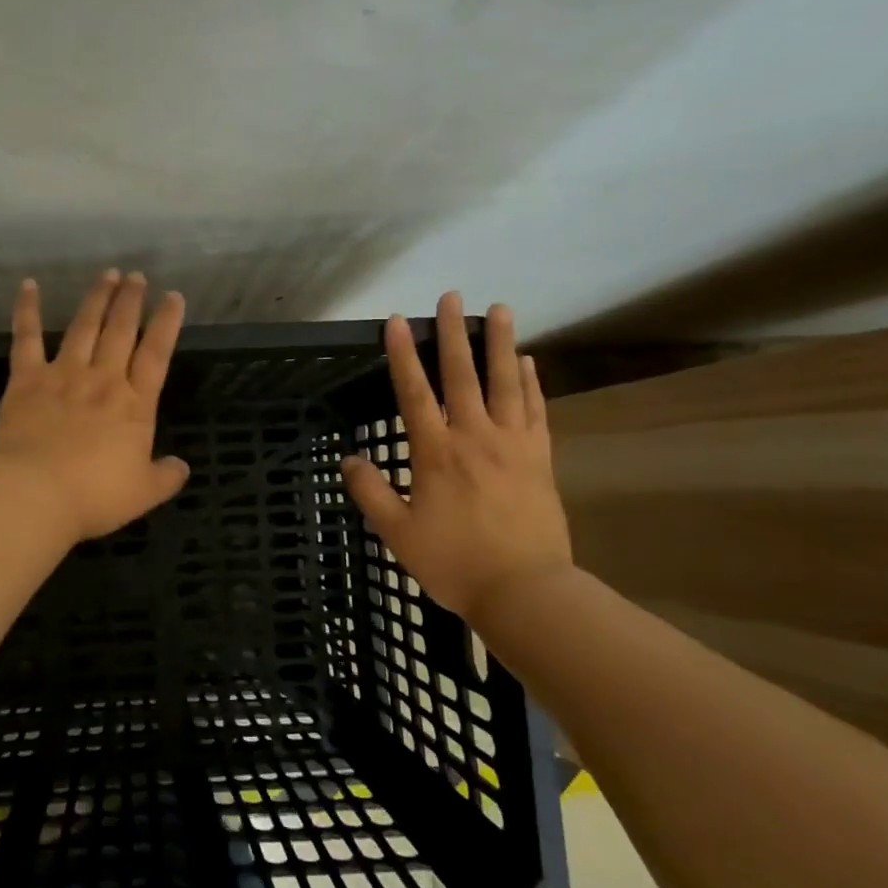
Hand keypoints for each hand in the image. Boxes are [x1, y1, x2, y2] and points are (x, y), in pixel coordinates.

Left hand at [0, 269, 190, 542]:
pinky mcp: (27, 380)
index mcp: (135, 405)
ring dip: (96, 299)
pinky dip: (26, 310)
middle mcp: (103, 380)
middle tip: (136, 276)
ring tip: (107, 275)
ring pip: (84, 327)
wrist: (36, 493)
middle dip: (131, 301)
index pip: (156, 354)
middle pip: (121, 331)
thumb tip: (181, 466)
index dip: (166, 323)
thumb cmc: (95, 496)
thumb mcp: (144, 493)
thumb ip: (166, 476)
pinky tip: (28, 285)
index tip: (173, 297)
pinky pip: (26, 338)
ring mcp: (63, 375)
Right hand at [341, 294, 572, 628]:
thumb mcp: (397, 533)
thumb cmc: (454, 562)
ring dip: (501, 344)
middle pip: (462, 375)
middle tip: (451, 297)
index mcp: (436, 452)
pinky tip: (529, 362)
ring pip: (506, 383)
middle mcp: (474, 437)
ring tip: (501, 310)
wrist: (524, 590)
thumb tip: (348, 459)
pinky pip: (536, 411)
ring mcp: (512, 445)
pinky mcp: (540, 458)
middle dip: (453, 334)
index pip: (414, 393)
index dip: (403, 355)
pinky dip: (532, 383)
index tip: (396, 321)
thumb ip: (371, 492)